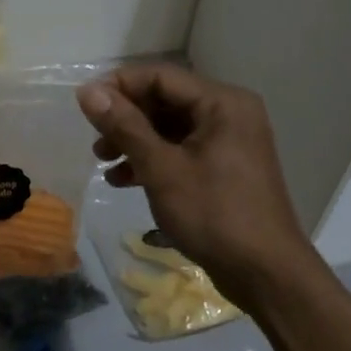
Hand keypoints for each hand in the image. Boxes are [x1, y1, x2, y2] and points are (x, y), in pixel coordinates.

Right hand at [76, 65, 315, 307]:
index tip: (85, 106)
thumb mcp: (162, 169)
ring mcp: (229, 141)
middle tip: (95, 142)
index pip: (161, 77)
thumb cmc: (214, 214)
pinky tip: (124, 181)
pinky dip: (154, 161)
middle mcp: (229, 113)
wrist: (266, 274)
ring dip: (135, 141)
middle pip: (166, 101)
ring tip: (103, 162)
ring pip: (171, 128)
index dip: (119, 86)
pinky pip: (182, 150)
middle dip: (126, 119)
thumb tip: (87, 91)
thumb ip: (124, 126)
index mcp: (222, 102)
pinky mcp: (225, 167)